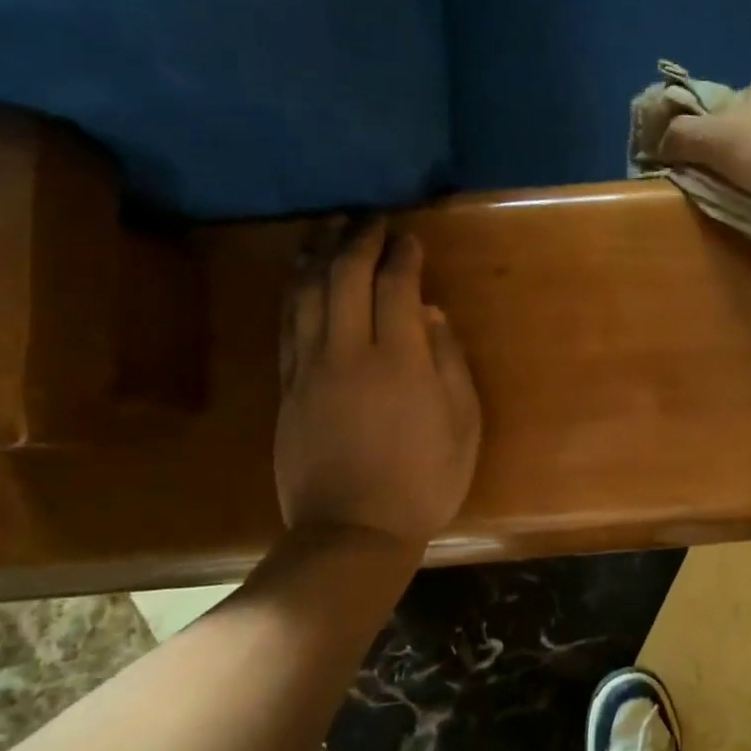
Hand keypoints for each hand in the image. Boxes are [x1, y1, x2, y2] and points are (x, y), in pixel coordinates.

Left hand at [275, 220, 481, 545]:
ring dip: (318, 253)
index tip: (411, 238)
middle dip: (359, 240)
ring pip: (306, 293)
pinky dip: (295, 289)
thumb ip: (449, 364)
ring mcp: (310, 368)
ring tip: (329, 228)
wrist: (352, 531)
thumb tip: (430, 315)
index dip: (403, 255)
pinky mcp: (287, 386)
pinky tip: (302, 273)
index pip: (395, 286)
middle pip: (345, 277)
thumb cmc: (423, 482)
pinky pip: (287, 323)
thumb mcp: (462, 426)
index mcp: (400, 362)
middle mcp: (348, 353)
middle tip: (371, 220)